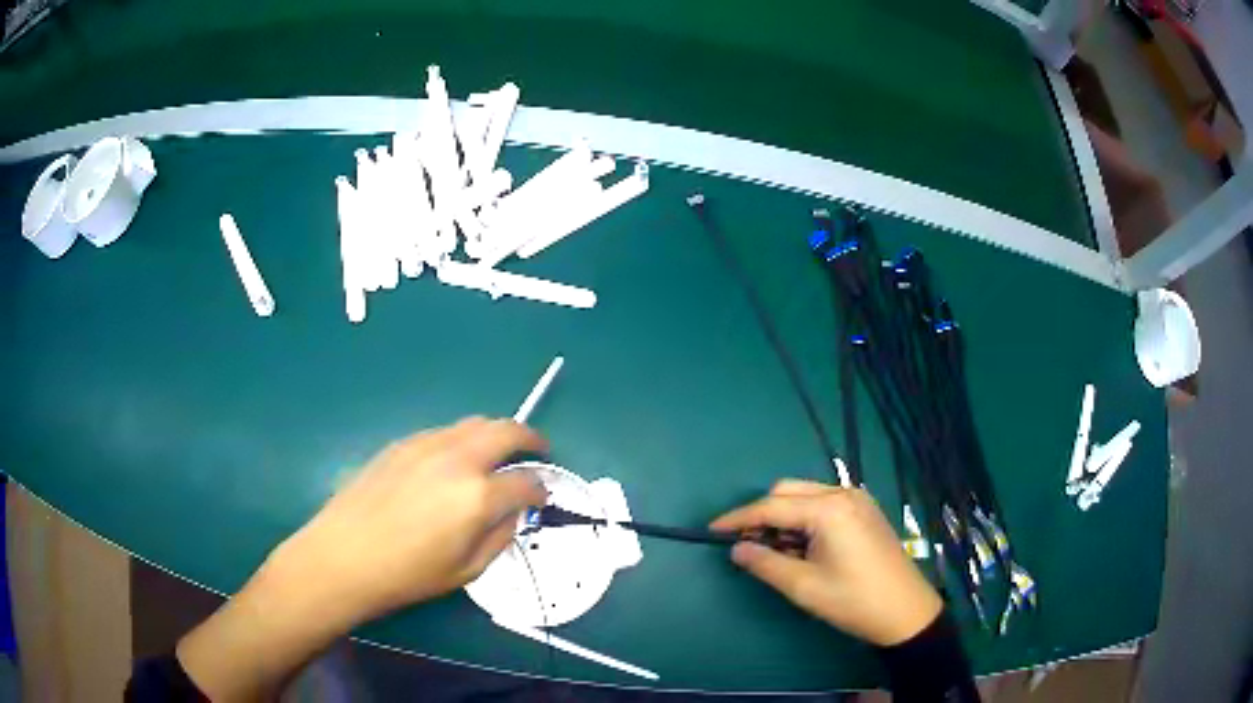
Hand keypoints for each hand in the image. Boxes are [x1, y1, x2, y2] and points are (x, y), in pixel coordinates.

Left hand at [177, 418, 546, 701]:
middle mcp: (457, 458)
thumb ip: (500, 537)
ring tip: (497, 454)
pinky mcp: (402, 442)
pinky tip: (454, 462)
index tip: (543, 496)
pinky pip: (445, 431)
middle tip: (537, 451)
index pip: (527, 481)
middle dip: (530, 439)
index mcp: (478, 495)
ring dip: (496, 434)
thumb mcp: (466, 570)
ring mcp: (427, 444)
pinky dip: (463, 439)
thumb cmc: (407, 574)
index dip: (542, 488)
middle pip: (506, 430)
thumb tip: (513, 513)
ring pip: (474, 423)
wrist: (343, 555)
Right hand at [711, 480, 941, 646]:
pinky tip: (801, 545)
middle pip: (788, 491)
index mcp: (828, 509)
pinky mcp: (865, 510)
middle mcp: (843, 494)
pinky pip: (824, 504)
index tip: (711, 530)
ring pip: (806, 496)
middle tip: (744, 545)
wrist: (905, 610)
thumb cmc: (852, 601)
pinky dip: (804, 518)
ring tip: (772, 550)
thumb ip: (765, 563)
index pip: (772, 506)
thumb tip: (736, 549)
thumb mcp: (803, 587)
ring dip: (784, 516)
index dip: (738, 518)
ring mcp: (858, 499)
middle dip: (762, 514)